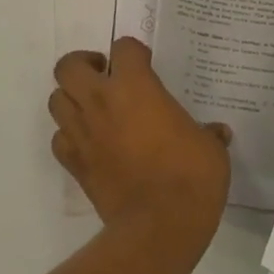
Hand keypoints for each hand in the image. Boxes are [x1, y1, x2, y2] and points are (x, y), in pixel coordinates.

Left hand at [51, 38, 231, 251]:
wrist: (160, 227)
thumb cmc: (191, 176)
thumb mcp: (210, 148)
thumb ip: (208, 133)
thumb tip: (217, 133)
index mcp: (135, 86)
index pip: (123, 47)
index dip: (134, 52)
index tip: (146, 65)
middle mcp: (101, 101)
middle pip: (69, 65)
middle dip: (84, 65)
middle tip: (106, 77)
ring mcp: (82, 132)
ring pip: (56, 99)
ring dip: (72, 98)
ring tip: (94, 108)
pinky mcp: (75, 164)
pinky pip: (59, 139)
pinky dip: (69, 136)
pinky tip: (90, 143)